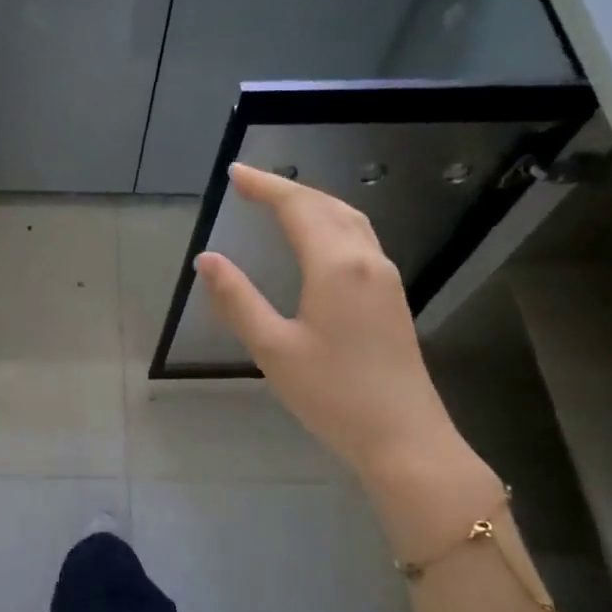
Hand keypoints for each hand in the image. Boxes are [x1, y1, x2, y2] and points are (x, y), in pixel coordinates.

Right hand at [194, 163, 467, 485]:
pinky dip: (331, 223)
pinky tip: (317, 239)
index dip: (265, 186)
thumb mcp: (273, 349)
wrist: (404, 437)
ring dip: (313, 203)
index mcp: (335, 266)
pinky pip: (359, 239)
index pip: (298, 208)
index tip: (234, 173)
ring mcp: (385, 278)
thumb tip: (207, 259)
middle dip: (288, 188)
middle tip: (250, 184)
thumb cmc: (333, 395)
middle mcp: (366, 261)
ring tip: (279, 202)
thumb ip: (237, 300)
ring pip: (350, 220)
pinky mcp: (391, 298)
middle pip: (327, 205)